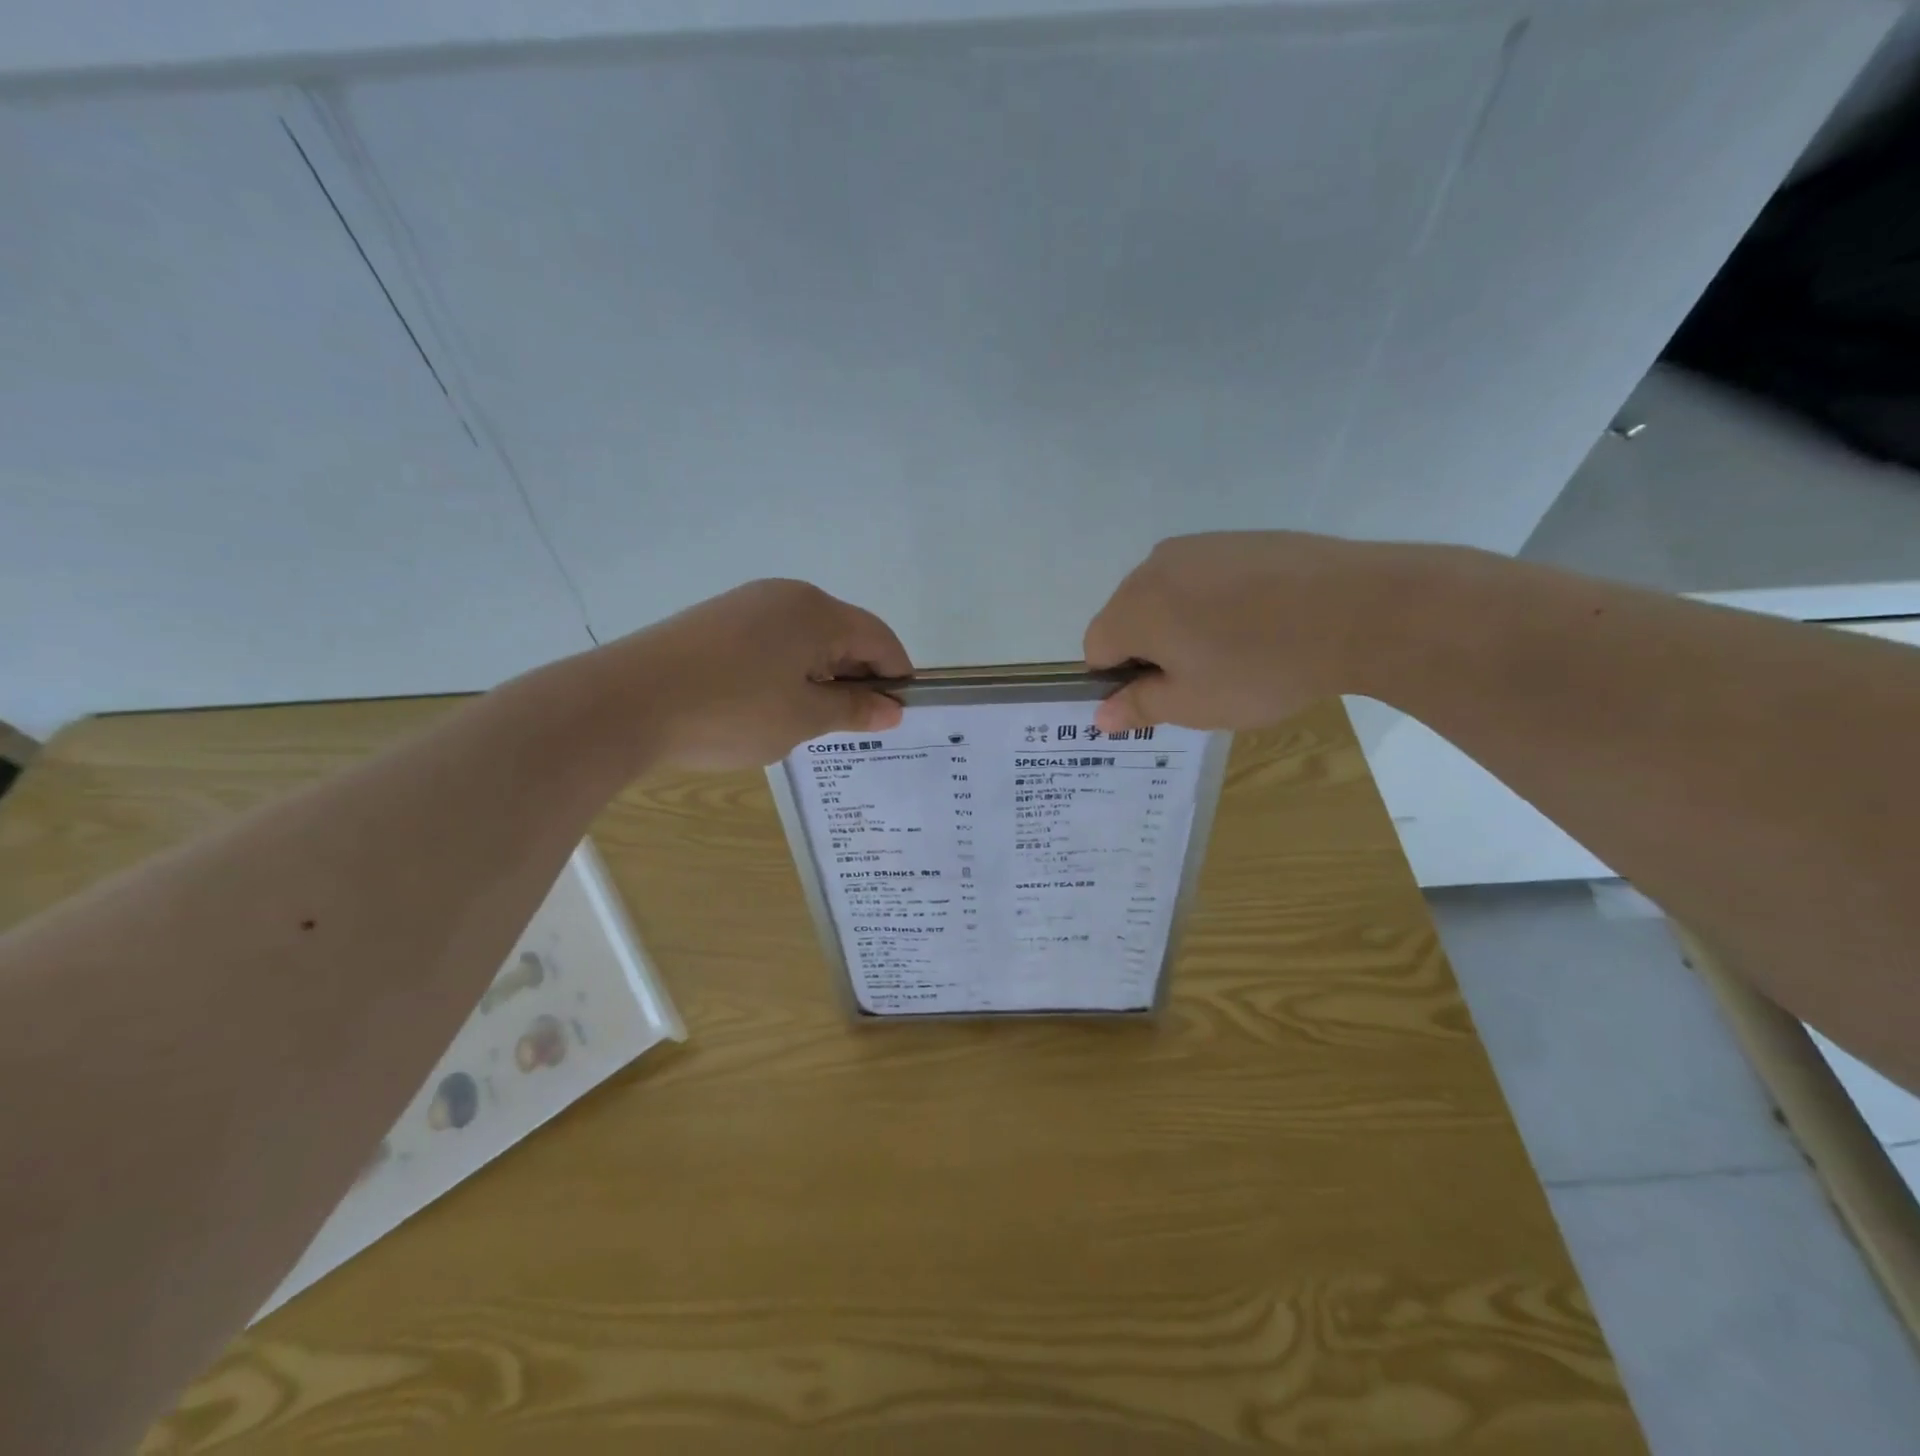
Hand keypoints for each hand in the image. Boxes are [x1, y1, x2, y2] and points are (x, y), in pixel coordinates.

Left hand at [615, 579, 912, 770]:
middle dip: (857, 677)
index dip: (897, 676)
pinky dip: (787, 670)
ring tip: (809, 720)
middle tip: (855, 725)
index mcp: (817, 612)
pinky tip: (768, 704)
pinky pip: (772, 642)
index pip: (880, 639)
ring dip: (821, 676)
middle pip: (844, 634)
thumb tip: (891, 709)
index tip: (899, 716)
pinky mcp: (716, 621)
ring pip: (806, 639)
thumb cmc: (730, 711)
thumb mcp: (803, 718)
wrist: (624, 703)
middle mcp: (786, 596)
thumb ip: (853, 709)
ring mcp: (746, 604)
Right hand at [1084, 531, 1401, 733]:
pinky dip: (1214, 601)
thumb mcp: (1194, 704)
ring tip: (1234, 649)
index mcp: (1133, 607)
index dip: (1120, 679)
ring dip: (1182, 624)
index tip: (1163, 695)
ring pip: (1166, 595)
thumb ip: (1138, 707)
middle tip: (1201, 677)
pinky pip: (1203, 576)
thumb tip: (1099, 716)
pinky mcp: (1238, 537)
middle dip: (1150, 649)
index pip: (1096, 648)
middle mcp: (1154, 566)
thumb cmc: (1262, 668)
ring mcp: (1198, 545)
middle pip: (1128, 616)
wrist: (1360, 609)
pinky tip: (1258, 620)